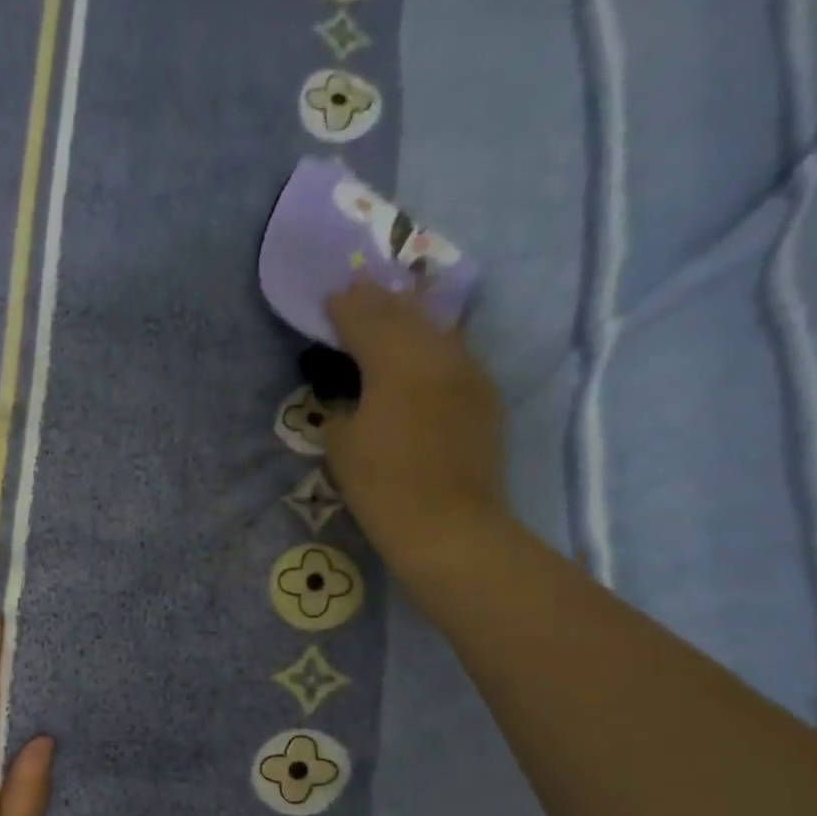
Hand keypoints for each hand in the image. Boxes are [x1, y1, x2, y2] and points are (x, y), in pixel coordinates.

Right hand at [321, 276, 510, 586]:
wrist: (448, 526)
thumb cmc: (383, 486)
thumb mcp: (342, 445)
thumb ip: (342, 407)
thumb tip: (351, 395)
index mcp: (396, 362)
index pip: (367, 320)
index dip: (346, 307)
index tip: (331, 296)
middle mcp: (438, 355)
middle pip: (406, 316)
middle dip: (380, 302)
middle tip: (359, 288)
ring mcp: (469, 374)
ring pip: (436, 330)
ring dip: (411, 317)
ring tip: (392, 308)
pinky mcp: (484, 398)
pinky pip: (454, 355)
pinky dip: (433, 345)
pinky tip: (424, 349)